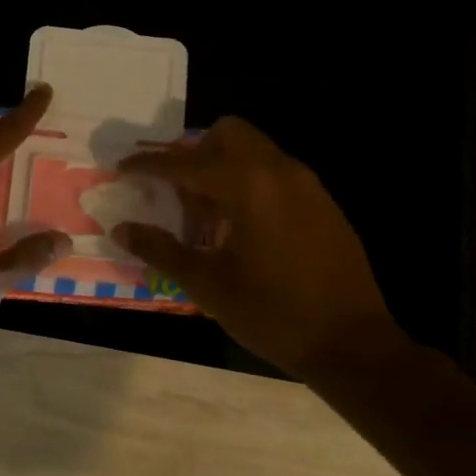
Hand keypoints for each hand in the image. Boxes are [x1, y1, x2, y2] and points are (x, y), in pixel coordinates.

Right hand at [113, 117, 404, 378]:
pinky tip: (243, 227)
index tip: (123, 168)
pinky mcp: (323, 201)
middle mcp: (277, 170)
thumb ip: (161, 250)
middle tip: (176, 189)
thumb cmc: (273, 313)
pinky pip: (276, 172)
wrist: (354, 343)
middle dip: (195, 151)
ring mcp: (306, 183)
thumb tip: (121, 228)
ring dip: (223, 166)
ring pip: (254, 150)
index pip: (184, 163)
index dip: (148, 164)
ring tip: (207, 213)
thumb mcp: (208, 285)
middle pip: (227, 133)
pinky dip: (250, 181)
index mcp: (246, 185)